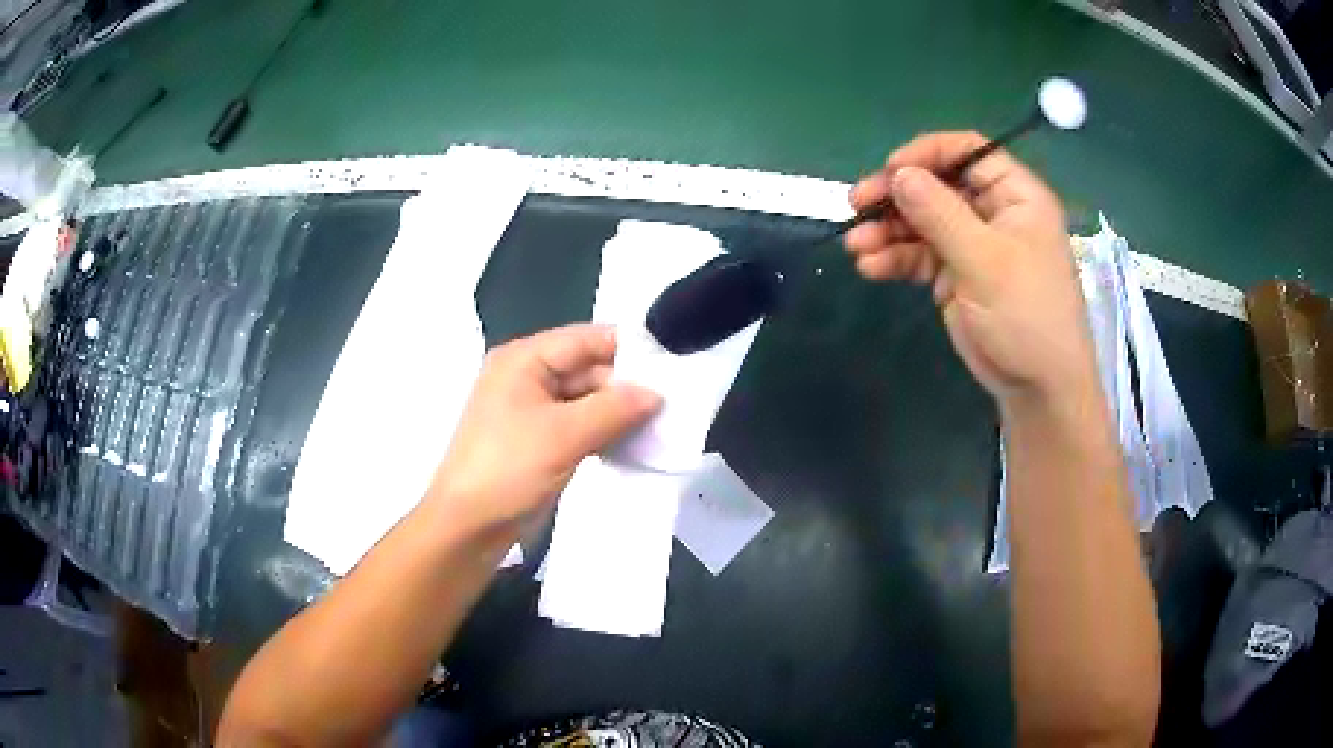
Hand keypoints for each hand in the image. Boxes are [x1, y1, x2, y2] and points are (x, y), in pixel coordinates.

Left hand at [425, 324, 660, 545]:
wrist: (467, 528)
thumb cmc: (507, 470)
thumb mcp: (563, 435)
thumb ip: (613, 409)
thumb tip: (657, 393)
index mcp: (525, 360)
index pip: (586, 340)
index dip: (629, 350)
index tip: (674, 366)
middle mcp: (529, 377)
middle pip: (589, 368)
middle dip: (628, 386)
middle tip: (675, 405)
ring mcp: (534, 411)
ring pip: (588, 400)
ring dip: (621, 413)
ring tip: (663, 426)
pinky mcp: (541, 441)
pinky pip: (581, 426)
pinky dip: (606, 432)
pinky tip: (635, 445)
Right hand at [844, 131, 1097, 406]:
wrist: (1037, 387)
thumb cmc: (1026, 315)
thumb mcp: (985, 260)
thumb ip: (940, 213)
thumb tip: (898, 174)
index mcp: (1015, 196)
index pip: (968, 152)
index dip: (927, 154)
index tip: (891, 170)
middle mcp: (992, 212)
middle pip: (937, 185)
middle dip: (896, 195)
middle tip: (856, 204)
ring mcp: (972, 244)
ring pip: (922, 221)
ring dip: (887, 230)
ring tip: (857, 246)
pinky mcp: (956, 274)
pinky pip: (920, 254)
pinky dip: (895, 258)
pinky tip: (870, 266)